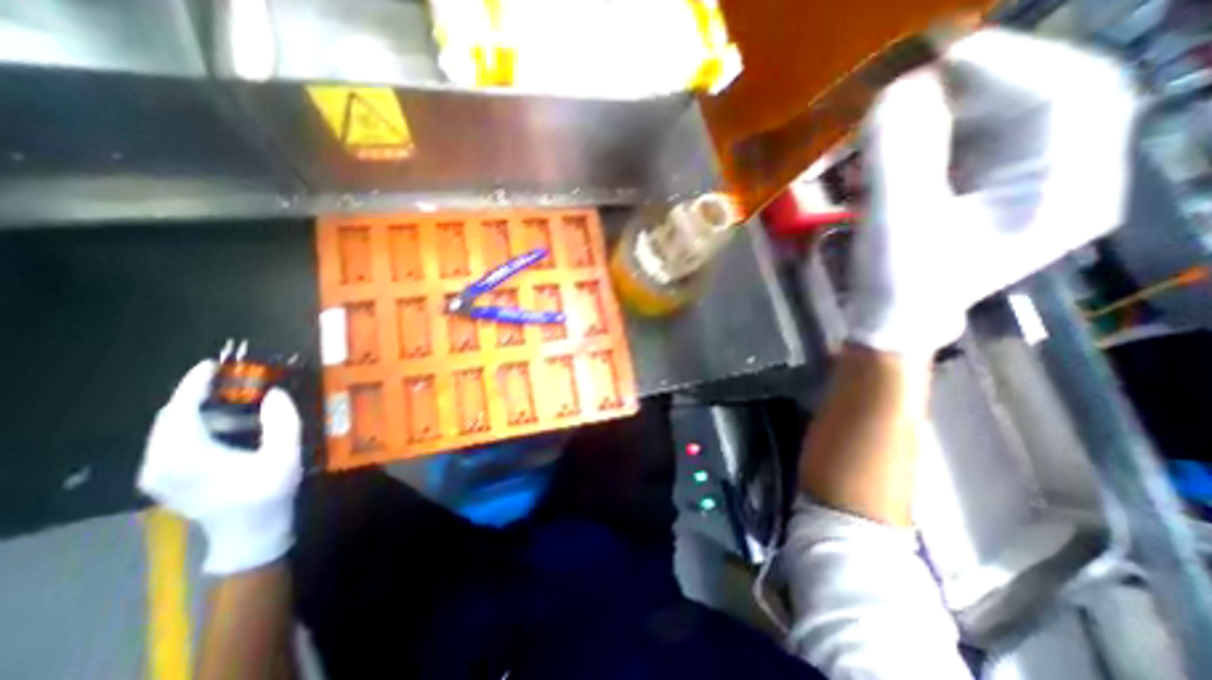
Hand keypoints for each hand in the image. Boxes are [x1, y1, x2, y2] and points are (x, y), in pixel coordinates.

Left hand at [137, 358, 302, 575]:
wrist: (248, 533)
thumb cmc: (268, 493)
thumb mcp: (285, 455)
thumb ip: (282, 421)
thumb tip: (274, 393)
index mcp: (186, 457)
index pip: (179, 411)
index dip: (194, 385)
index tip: (211, 364)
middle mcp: (159, 463)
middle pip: (170, 418)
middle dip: (198, 395)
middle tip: (230, 379)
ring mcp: (156, 473)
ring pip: (169, 429)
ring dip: (200, 410)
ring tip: (236, 402)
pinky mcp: (163, 478)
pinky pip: (171, 441)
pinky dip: (196, 425)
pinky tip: (226, 426)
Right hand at [844, 27, 1137, 354]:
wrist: (890, 320)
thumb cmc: (899, 285)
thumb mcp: (896, 224)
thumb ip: (899, 157)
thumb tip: (899, 90)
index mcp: (1061, 192)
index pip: (1070, 96)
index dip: (1009, 65)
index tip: (942, 59)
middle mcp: (1057, 178)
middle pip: (1037, 99)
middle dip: (970, 87)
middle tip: (910, 87)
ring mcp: (1019, 183)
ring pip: (997, 118)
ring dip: (941, 112)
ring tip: (891, 122)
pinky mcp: (982, 189)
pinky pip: (966, 142)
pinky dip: (927, 135)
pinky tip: (893, 147)